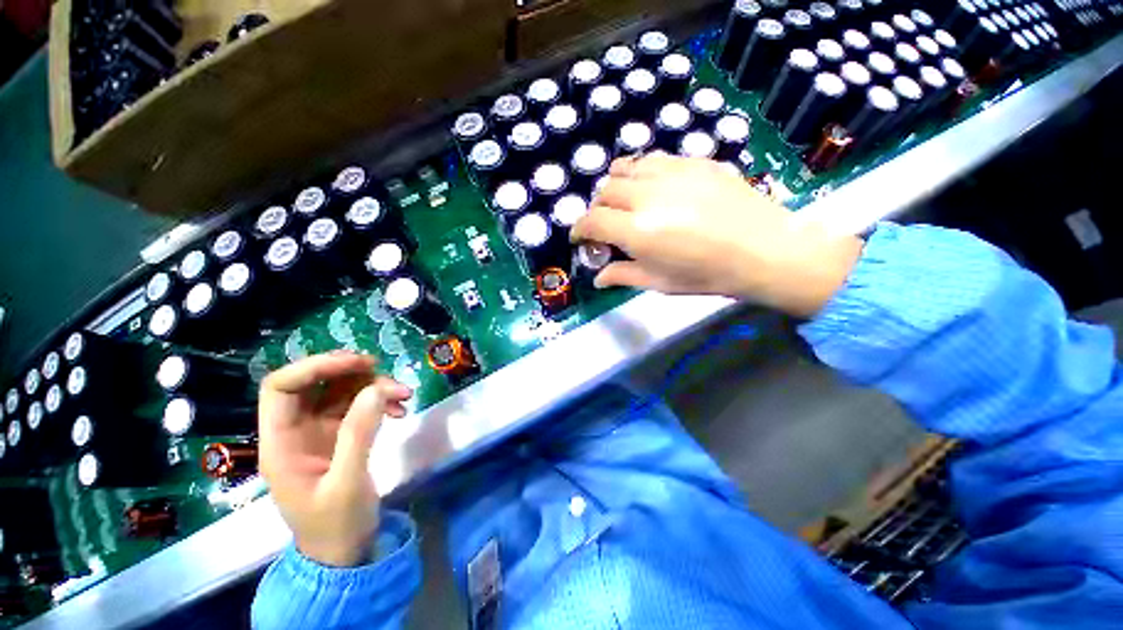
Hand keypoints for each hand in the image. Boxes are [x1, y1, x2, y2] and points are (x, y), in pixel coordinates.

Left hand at [258, 352, 412, 566]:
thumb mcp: (347, 482)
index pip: (282, 387)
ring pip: (341, 391)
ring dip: (373, 386)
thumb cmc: (336, 525)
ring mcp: (319, 432)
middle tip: (384, 372)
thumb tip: (376, 388)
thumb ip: (359, 433)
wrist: (345, 552)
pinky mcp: (340, 435)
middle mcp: (296, 430)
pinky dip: (380, 401)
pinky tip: (400, 411)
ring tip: (404, 395)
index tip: (357, 363)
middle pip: (315, 383)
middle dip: (351, 373)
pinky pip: (359, 405)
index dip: (315, 367)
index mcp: (281, 442)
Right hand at [573, 153, 862, 316]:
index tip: (579, 237)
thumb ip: (623, 276)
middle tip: (606, 224)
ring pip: (627, 167)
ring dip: (616, 185)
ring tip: (625, 200)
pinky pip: (656, 159)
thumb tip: (598, 279)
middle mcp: (649, 196)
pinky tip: (653, 186)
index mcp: (638, 231)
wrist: (765, 250)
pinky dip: (643, 172)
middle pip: (605, 191)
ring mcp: (673, 173)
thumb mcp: (660, 283)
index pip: (592, 221)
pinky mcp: (695, 161)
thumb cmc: (707, 275)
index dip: (579, 228)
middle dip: (597, 208)